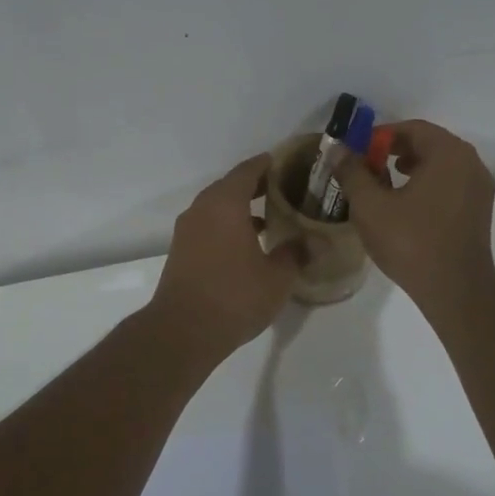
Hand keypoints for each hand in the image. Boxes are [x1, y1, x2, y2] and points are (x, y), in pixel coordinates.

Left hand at [149, 154, 300, 357]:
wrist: (183, 331)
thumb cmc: (235, 296)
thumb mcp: (277, 277)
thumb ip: (296, 253)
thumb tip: (313, 241)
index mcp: (225, 204)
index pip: (247, 171)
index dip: (267, 165)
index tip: (286, 164)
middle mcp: (202, 209)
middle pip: (230, 187)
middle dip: (256, 187)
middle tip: (284, 191)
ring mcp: (187, 230)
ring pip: (217, 208)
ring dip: (240, 209)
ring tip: (270, 220)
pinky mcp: (181, 251)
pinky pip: (208, 226)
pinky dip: (227, 226)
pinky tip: (247, 246)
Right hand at [334, 120, 494, 313]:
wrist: (454, 288)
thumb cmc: (410, 241)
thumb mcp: (370, 205)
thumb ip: (352, 172)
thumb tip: (337, 150)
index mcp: (449, 153)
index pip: (411, 129)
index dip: (380, 136)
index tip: (357, 152)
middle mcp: (470, 163)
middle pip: (428, 144)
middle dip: (394, 151)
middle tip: (367, 167)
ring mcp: (479, 187)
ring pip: (440, 165)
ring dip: (411, 168)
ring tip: (383, 186)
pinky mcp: (479, 210)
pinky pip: (450, 184)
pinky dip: (427, 185)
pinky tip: (406, 206)